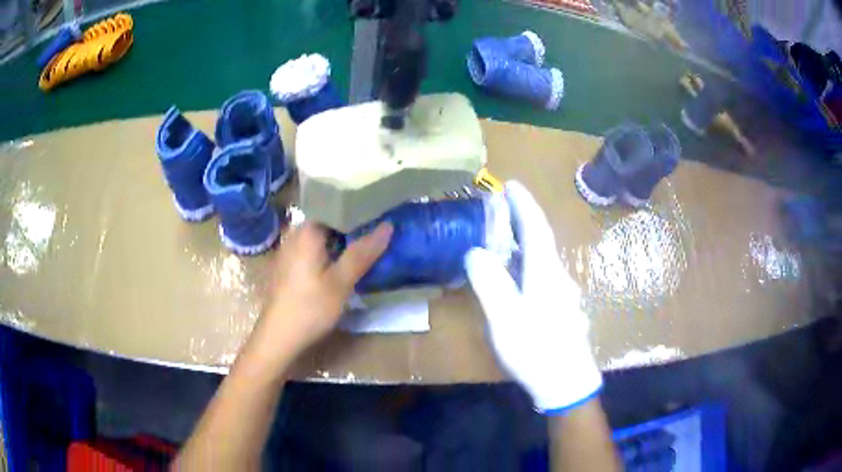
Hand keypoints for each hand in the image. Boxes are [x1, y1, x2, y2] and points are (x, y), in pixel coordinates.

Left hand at [245, 221, 392, 372]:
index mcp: (306, 231)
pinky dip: (329, 250)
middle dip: (351, 223)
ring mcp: (288, 250)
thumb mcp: (341, 282)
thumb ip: (362, 252)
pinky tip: (341, 260)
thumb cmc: (310, 308)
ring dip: (341, 238)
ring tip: (365, 240)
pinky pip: (312, 248)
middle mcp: (294, 234)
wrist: (278, 338)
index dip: (358, 206)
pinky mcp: (288, 265)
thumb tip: (388, 225)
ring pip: (320, 235)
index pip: (335, 204)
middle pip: (327, 220)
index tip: (380, 210)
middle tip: (378, 225)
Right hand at [465, 181, 601, 413]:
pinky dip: (527, 262)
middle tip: (503, 205)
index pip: (536, 228)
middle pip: (541, 239)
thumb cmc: (536, 350)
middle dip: (524, 218)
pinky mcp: (559, 308)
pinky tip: (517, 274)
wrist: (566, 382)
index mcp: (545, 272)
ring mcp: (561, 293)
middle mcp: (557, 276)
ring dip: (526, 240)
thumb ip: (490, 283)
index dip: (524, 204)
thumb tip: (476, 252)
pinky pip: (542, 274)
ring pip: (542, 257)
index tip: (511, 184)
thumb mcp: (505, 318)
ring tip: (504, 235)